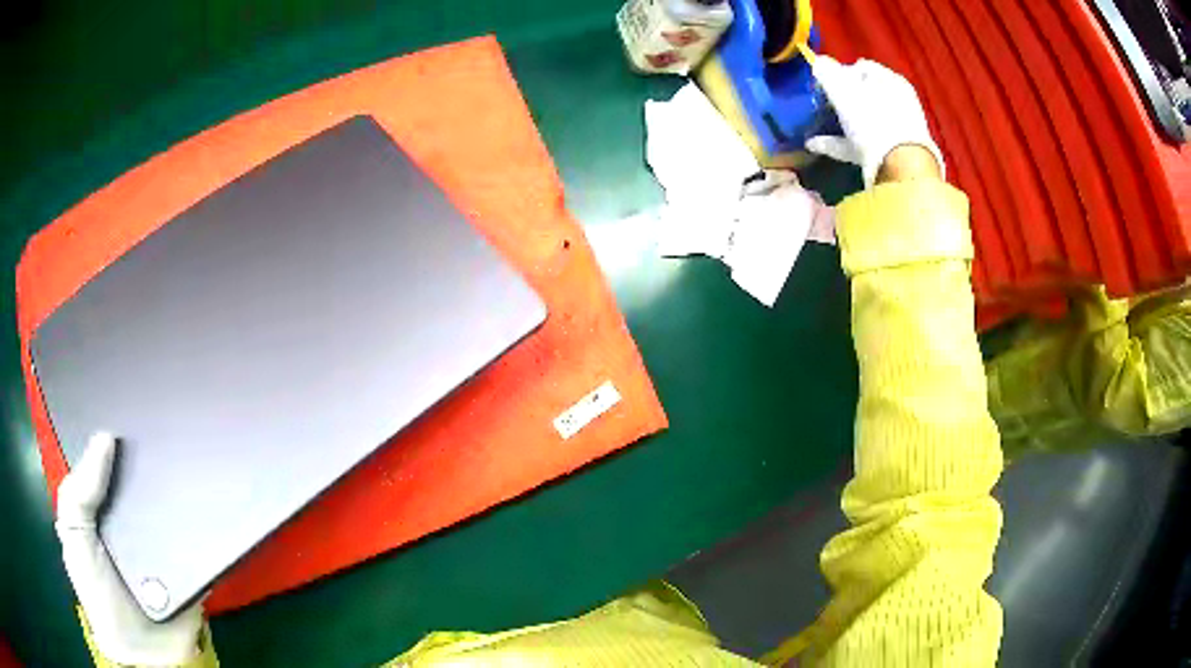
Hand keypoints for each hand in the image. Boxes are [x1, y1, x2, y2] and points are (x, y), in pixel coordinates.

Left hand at [57, 433, 202, 665]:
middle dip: (152, 450)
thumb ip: (79, 493)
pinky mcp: (190, 561)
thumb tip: (105, 436)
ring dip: (181, 479)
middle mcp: (130, 516)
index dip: (115, 429)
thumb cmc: (99, 594)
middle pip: (142, 474)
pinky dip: (205, 514)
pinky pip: (199, 533)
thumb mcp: (76, 538)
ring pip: (172, 499)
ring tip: (195, 438)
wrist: (146, 656)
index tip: (132, 399)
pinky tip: (212, 485)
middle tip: (170, 412)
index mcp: (100, 505)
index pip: (106, 459)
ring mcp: (162, 540)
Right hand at [805, 55, 944, 186]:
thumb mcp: (843, 90)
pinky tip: (821, 146)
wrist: (900, 166)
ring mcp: (900, 125)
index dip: (839, 72)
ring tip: (819, 130)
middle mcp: (899, 99)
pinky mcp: (897, 150)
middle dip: (844, 98)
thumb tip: (818, 62)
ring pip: (867, 118)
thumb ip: (827, 72)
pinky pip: (867, 141)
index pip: (860, 67)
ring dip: (844, 122)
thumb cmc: (872, 120)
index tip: (824, 85)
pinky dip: (846, 142)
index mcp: (890, 78)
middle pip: (865, 93)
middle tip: (824, 107)